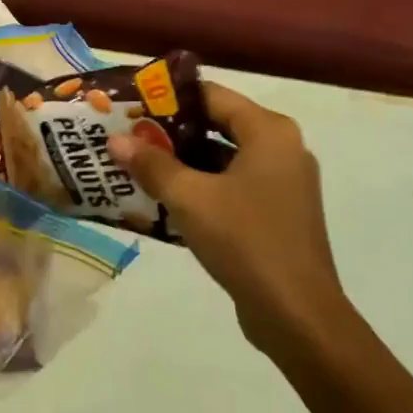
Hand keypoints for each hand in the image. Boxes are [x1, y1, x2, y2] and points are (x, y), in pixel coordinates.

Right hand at [107, 82, 347, 351]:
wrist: (297, 317)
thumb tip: (115, 140)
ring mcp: (283, 183)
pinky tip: (164, 199)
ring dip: (183, 162)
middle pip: (218, 124)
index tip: (133, 103)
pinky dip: (202, 187)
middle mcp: (282, 148)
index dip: (170, 97)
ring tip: (137, 164)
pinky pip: (233, 186)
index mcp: (269, 131)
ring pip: (223, 158)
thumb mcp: (190, 198)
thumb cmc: (246, 241)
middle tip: (129, 134)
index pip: (212, 95)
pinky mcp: (278, 214)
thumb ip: (152, 164)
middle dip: (172, 131)